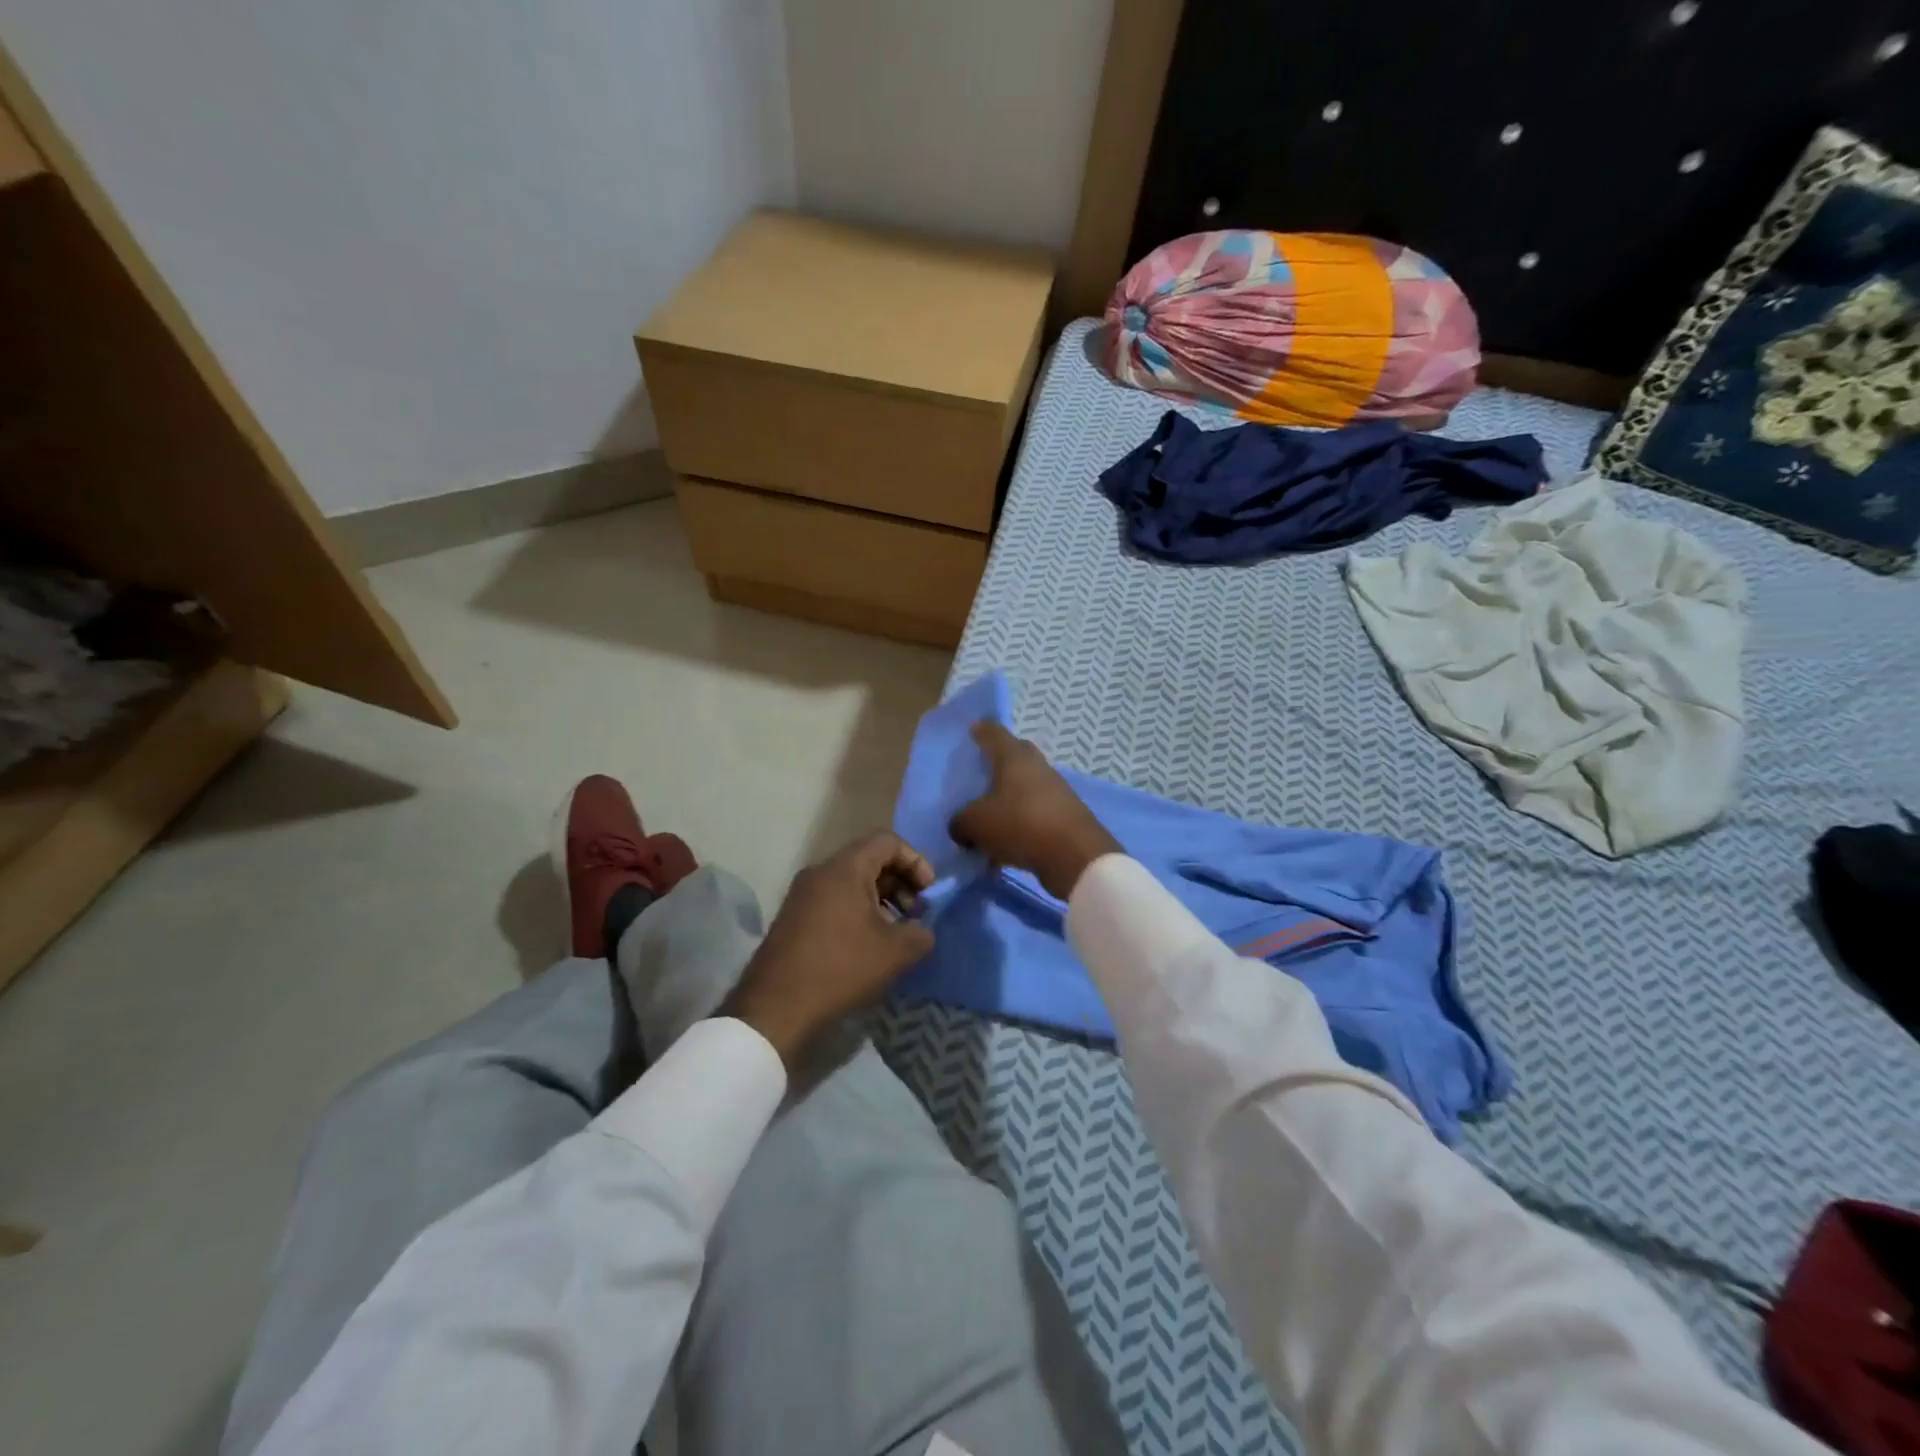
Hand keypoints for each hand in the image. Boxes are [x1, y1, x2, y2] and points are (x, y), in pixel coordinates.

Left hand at [721, 831, 934, 1068]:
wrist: (776, 1008)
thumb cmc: (841, 968)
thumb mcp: (896, 952)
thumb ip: (921, 933)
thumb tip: (921, 929)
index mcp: (845, 868)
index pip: (888, 841)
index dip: (916, 861)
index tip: (929, 893)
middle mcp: (820, 871)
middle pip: (869, 859)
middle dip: (900, 882)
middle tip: (915, 914)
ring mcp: (802, 893)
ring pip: (851, 881)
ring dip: (880, 899)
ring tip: (894, 932)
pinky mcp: (793, 916)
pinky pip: (834, 898)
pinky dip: (857, 910)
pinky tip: (867, 945)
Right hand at [949, 722, 1120, 900]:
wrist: (1076, 855)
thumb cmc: (1021, 825)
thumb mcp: (976, 824)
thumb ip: (961, 821)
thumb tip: (960, 826)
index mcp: (1014, 758)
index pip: (995, 733)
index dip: (982, 730)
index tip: (973, 728)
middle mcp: (1037, 767)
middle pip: (1017, 754)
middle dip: (1000, 759)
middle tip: (982, 771)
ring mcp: (1056, 790)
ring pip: (1028, 784)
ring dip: (1012, 794)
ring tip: (991, 811)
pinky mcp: (1066, 815)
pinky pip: (1037, 809)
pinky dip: (1023, 817)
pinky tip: (1009, 836)